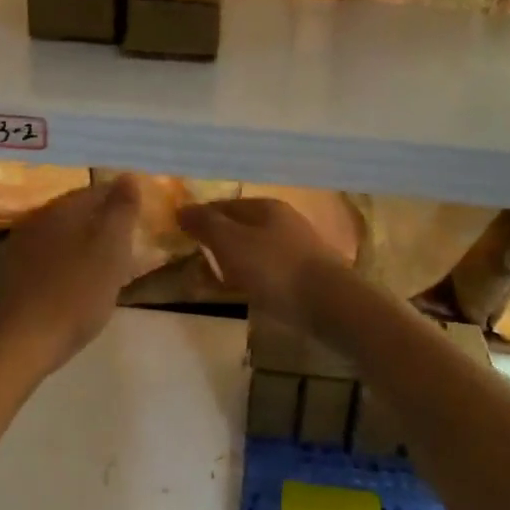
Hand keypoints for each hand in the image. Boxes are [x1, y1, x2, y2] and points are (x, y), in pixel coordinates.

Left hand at [0, 176, 141, 378]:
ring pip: (58, 236)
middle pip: (75, 213)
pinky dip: (62, 266)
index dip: (120, 201)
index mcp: (60, 209)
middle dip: (100, 223)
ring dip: (80, 245)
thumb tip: (127, 177)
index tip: (138, 219)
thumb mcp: (111, 251)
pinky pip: (43, 260)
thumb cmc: (73, 295)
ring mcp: (16, 249)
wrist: (16, 346)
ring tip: (102, 267)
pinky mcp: (6, 278)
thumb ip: (121, 211)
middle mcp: (34, 220)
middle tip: (125, 243)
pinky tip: (71, 286)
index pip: (96, 191)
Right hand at [176, 197, 351, 337]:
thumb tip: (181, 209)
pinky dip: (252, 275)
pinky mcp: (306, 274)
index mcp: (265, 206)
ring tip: (216, 278)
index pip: (223, 205)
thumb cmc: (275, 268)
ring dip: (235, 259)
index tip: (180, 234)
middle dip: (218, 239)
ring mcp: (298, 247)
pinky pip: (269, 269)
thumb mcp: (231, 243)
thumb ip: (206, 224)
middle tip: (195, 257)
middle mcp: (284, 220)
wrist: (329, 304)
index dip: (200, 217)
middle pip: (241, 225)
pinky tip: (246, 290)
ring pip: (256, 248)